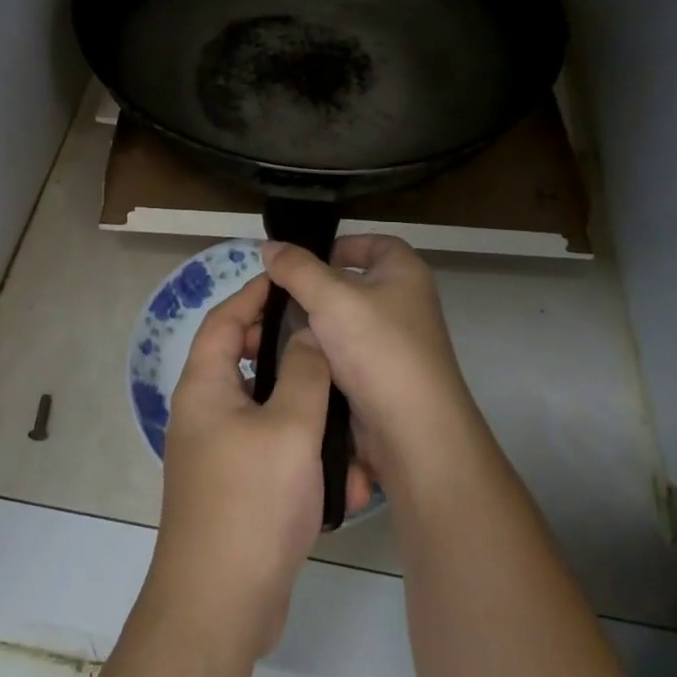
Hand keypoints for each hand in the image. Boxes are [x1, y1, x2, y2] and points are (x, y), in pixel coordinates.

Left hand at [146, 274, 371, 659]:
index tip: (292, 279)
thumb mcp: (290, 427)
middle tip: (329, 341)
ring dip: (307, 408)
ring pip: (267, 408)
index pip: (226, 319)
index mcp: (205, 385)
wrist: (220, 606)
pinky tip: (346, 473)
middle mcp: (205, 411)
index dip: (256, 294)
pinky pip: (274, 450)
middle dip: (289, 350)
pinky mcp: (238, 487)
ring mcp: (219, 452)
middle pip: (245, 359)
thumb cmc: (251, 502)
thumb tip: (309, 333)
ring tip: (347, 405)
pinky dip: (305, 451)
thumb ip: (305, 372)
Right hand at [260, 235, 478, 486]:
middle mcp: (401, 303)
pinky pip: (338, 354)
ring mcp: (389, 343)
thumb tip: (269, 245)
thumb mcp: (331, 297)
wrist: (412, 432)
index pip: (372, 243)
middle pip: (348, 284)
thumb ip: (297, 269)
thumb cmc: (379, 349)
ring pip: (338, 323)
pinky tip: (284, 357)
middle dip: (309, 289)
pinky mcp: (375, 377)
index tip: (301, 260)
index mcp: (404, 273)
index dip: (339, 245)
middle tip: (269, 296)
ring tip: (264, 329)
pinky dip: (314, 354)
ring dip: (306, 325)